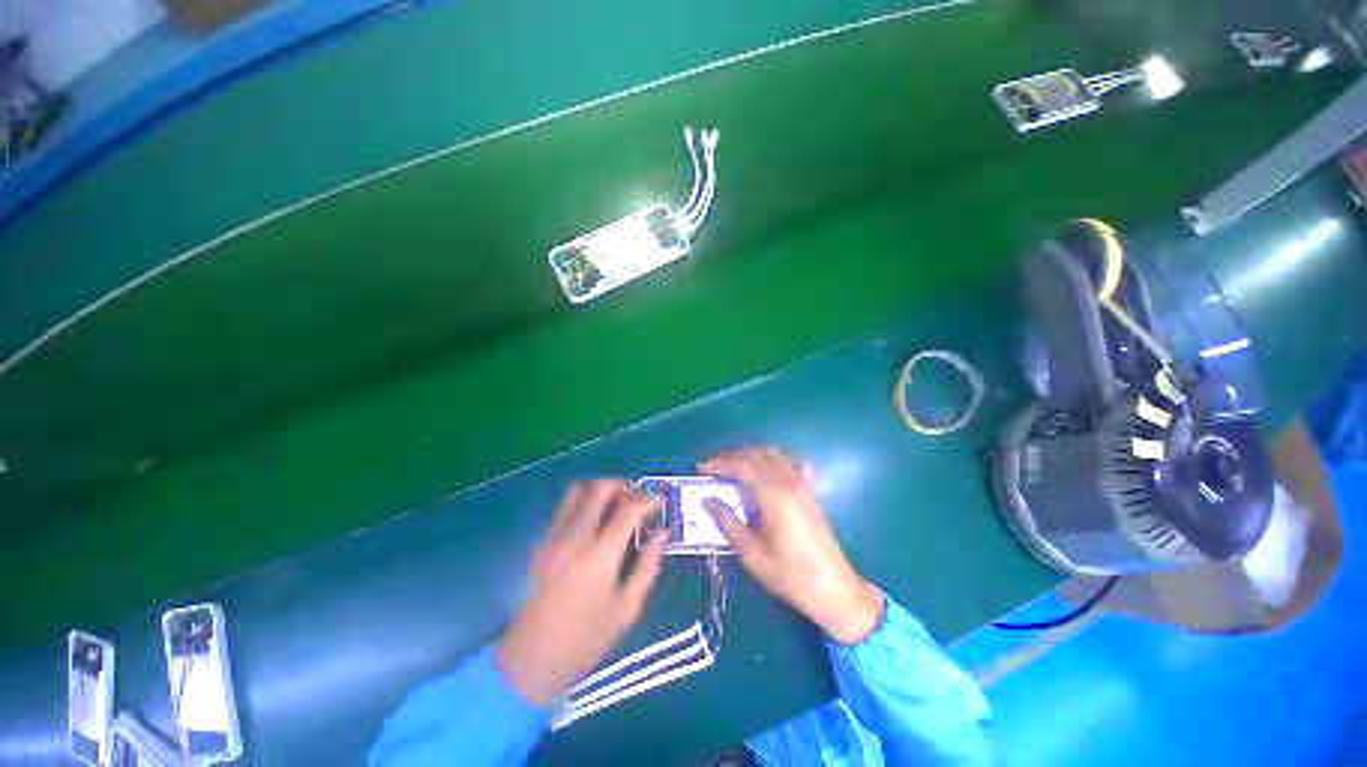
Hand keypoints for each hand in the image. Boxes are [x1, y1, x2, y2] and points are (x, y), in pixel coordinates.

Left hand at [497, 480, 666, 704]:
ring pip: (578, 490)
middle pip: (600, 488)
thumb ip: (648, 565)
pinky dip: (584, 500)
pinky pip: (564, 506)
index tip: (659, 502)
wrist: (530, 661)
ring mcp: (553, 536)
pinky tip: (595, 519)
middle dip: (624, 485)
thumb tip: (663, 533)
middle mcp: (574, 538)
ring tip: (617, 502)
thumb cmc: (585, 640)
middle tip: (638, 498)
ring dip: (601, 488)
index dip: (648, 499)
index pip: (628, 509)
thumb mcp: (627, 609)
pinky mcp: (541, 541)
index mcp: (599, 556)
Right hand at [701, 448, 883, 644]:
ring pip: (772, 454)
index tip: (700, 468)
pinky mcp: (810, 490)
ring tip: (730, 465)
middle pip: (755, 455)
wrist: (833, 588)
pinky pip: (789, 461)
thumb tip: (706, 500)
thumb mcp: (752, 554)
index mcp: (773, 496)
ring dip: (748, 454)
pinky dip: (772, 458)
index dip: (718, 463)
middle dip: (729, 456)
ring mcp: (802, 483)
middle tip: (710, 465)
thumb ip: (728, 522)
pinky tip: (764, 467)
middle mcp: (788, 482)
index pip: (741, 466)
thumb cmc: (790, 575)